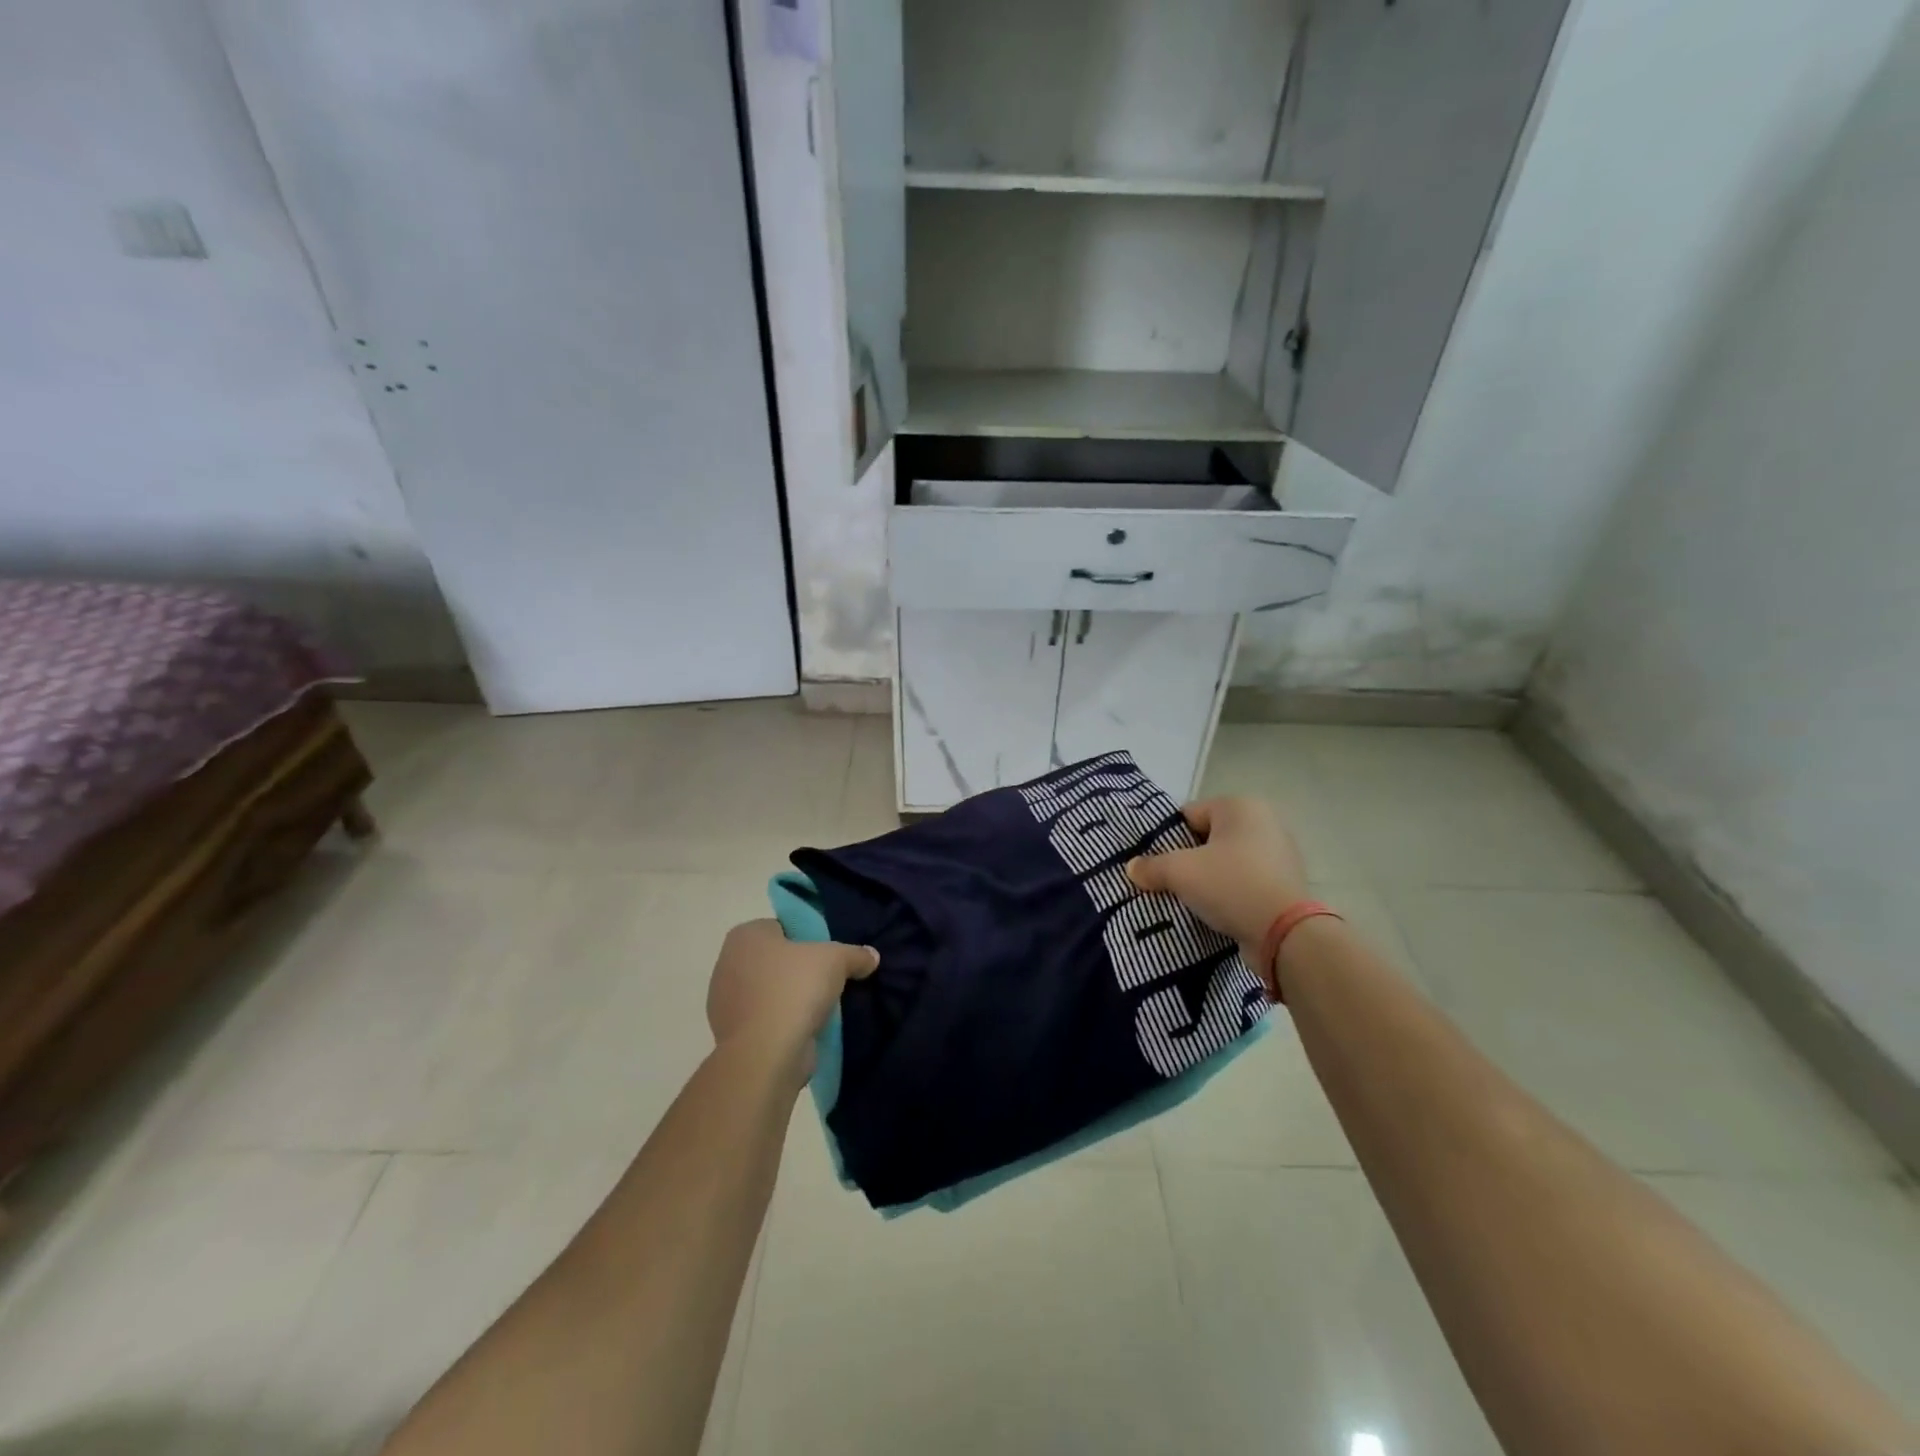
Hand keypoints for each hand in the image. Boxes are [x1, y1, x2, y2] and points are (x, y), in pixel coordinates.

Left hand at [707, 920, 878, 1082]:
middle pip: (776, 960)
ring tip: (822, 1006)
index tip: (829, 954)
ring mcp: (725, 1002)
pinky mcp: (732, 1034)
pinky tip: (807, 1029)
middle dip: (800, 969)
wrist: (766, 1054)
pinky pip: (766, 1019)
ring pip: (770, 991)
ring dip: (792, 998)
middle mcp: (728, 963)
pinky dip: (784, 1022)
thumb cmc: (795, 989)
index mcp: (745, 936)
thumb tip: (872, 956)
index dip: (808, 938)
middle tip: (829, 979)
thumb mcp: (836, 960)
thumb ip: (855, 954)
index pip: (782, 927)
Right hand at [1126, 797, 1309, 950]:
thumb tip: (1133, 868)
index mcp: (1240, 806)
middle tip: (1168, 882)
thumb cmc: (1231, 886)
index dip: (1168, 839)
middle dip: (1188, 859)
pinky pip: (1245, 882)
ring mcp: (1279, 854)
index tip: (1155, 863)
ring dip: (1208, 878)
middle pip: (1208, 838)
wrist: (1286, 935)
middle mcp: (1264, 822)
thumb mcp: (1180, 872)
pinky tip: (1215, 912)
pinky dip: (1229, 893)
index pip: (1189, 815)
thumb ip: (1152, 866)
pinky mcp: (1285, 884)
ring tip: (1189, 900)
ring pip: (1226, 862)